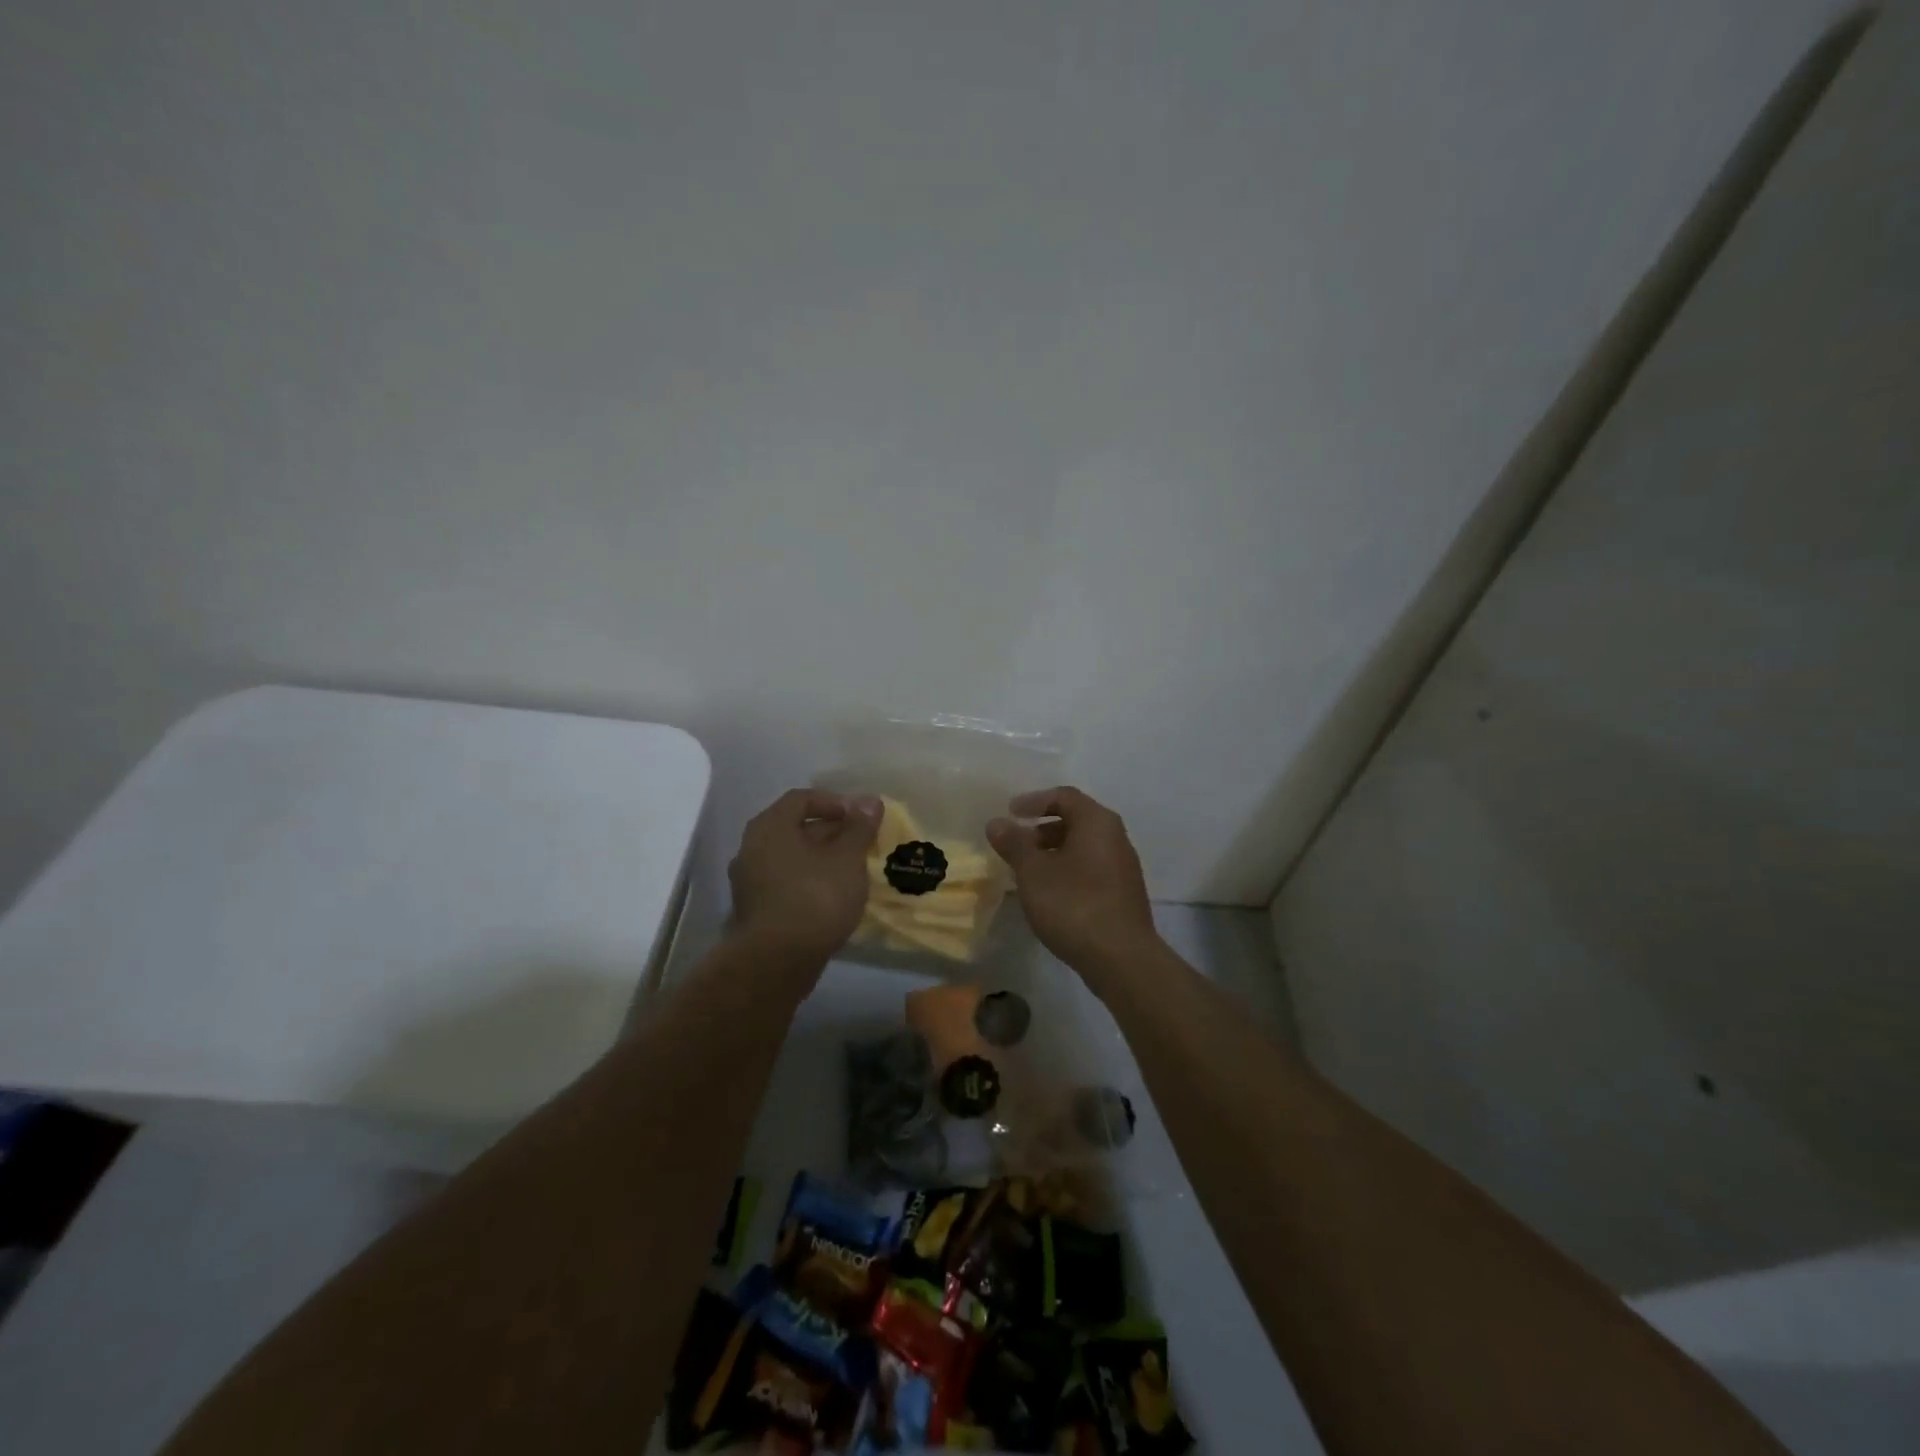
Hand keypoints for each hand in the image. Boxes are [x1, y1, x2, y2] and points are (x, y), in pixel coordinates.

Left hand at [728, 790, 882, 965]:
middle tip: (861, 845)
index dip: (834, 803)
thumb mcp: (847, 859)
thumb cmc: (815, 898)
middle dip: (831, 833)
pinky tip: (833, 897)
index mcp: (769, 827)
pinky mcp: (754, 910)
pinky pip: (785, 883)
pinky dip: (809, 882)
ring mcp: (749, 881)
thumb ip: (859, 827)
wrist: (776, 962)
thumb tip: (870, 800)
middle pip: (795, 828)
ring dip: (821, 860)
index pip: (801, 798)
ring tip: (852, 872)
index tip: (860, 817)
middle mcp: (751, 848)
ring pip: (791, 858)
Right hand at [987, 787, 1160, 979]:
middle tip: (1016, 844)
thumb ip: (1014, 844)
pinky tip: (1050, 895)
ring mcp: (1123, 867)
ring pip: (1083, 847)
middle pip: (1076, 820)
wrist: (1121, 958)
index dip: (1034, 801)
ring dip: (1054, 853)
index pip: (1064, 796)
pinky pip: (1091, 869)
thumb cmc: (1074, 904)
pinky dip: (1067, 871)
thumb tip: (997, 822)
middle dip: (1042, 829)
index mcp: (1097, 822)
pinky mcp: (1123, 894)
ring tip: (1028, 872)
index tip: (1010, 813)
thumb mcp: (1033, 872)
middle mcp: (1116, 837)